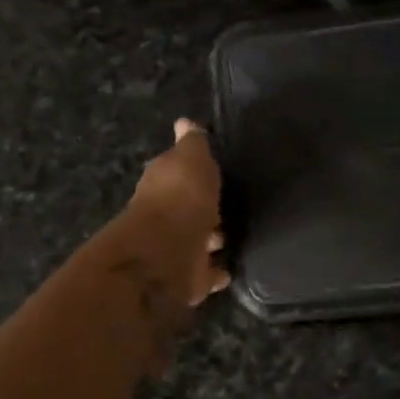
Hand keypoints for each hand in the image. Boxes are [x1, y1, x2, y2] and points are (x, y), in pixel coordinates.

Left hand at [130, 119, 230, 304]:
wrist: (168, 252)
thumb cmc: (181, 197)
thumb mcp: (191, 158)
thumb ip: (192, 144)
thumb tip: (184, 122)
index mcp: (163, 182)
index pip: (178, 173)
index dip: (194, 172)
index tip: (215, 171)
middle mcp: (164, 215)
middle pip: (187, 208)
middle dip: (205, 208)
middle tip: (230, 206)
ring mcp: (175, 247)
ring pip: (197, 240)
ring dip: (211, 238)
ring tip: (236, 235)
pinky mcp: (187, 277)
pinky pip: (206, 272)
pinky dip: (216, 270)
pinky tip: (232, 267)